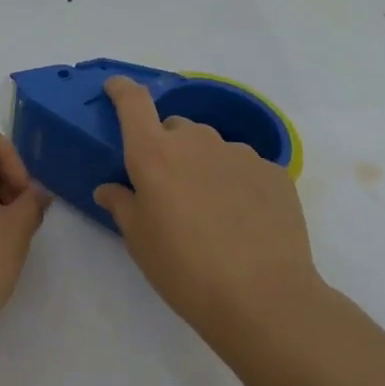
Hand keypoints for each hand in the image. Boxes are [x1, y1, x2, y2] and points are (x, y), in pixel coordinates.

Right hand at [93, 76, 325, 344]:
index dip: (122, 90)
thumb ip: (122, 204)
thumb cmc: (185, 270)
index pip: (133, 104)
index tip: (115, 88)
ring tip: (209, 210)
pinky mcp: (274, 172)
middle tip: (168, 188)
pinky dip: (236, 183)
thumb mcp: (139, 241)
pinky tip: (242, 220)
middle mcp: (197, 142)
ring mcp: (240, 154)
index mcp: (154, 155)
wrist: (263, 297)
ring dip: (203, 166)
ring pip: (212, 148)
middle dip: (167, 148)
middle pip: (175, 128)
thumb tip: (110, 188)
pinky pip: (244, 167)